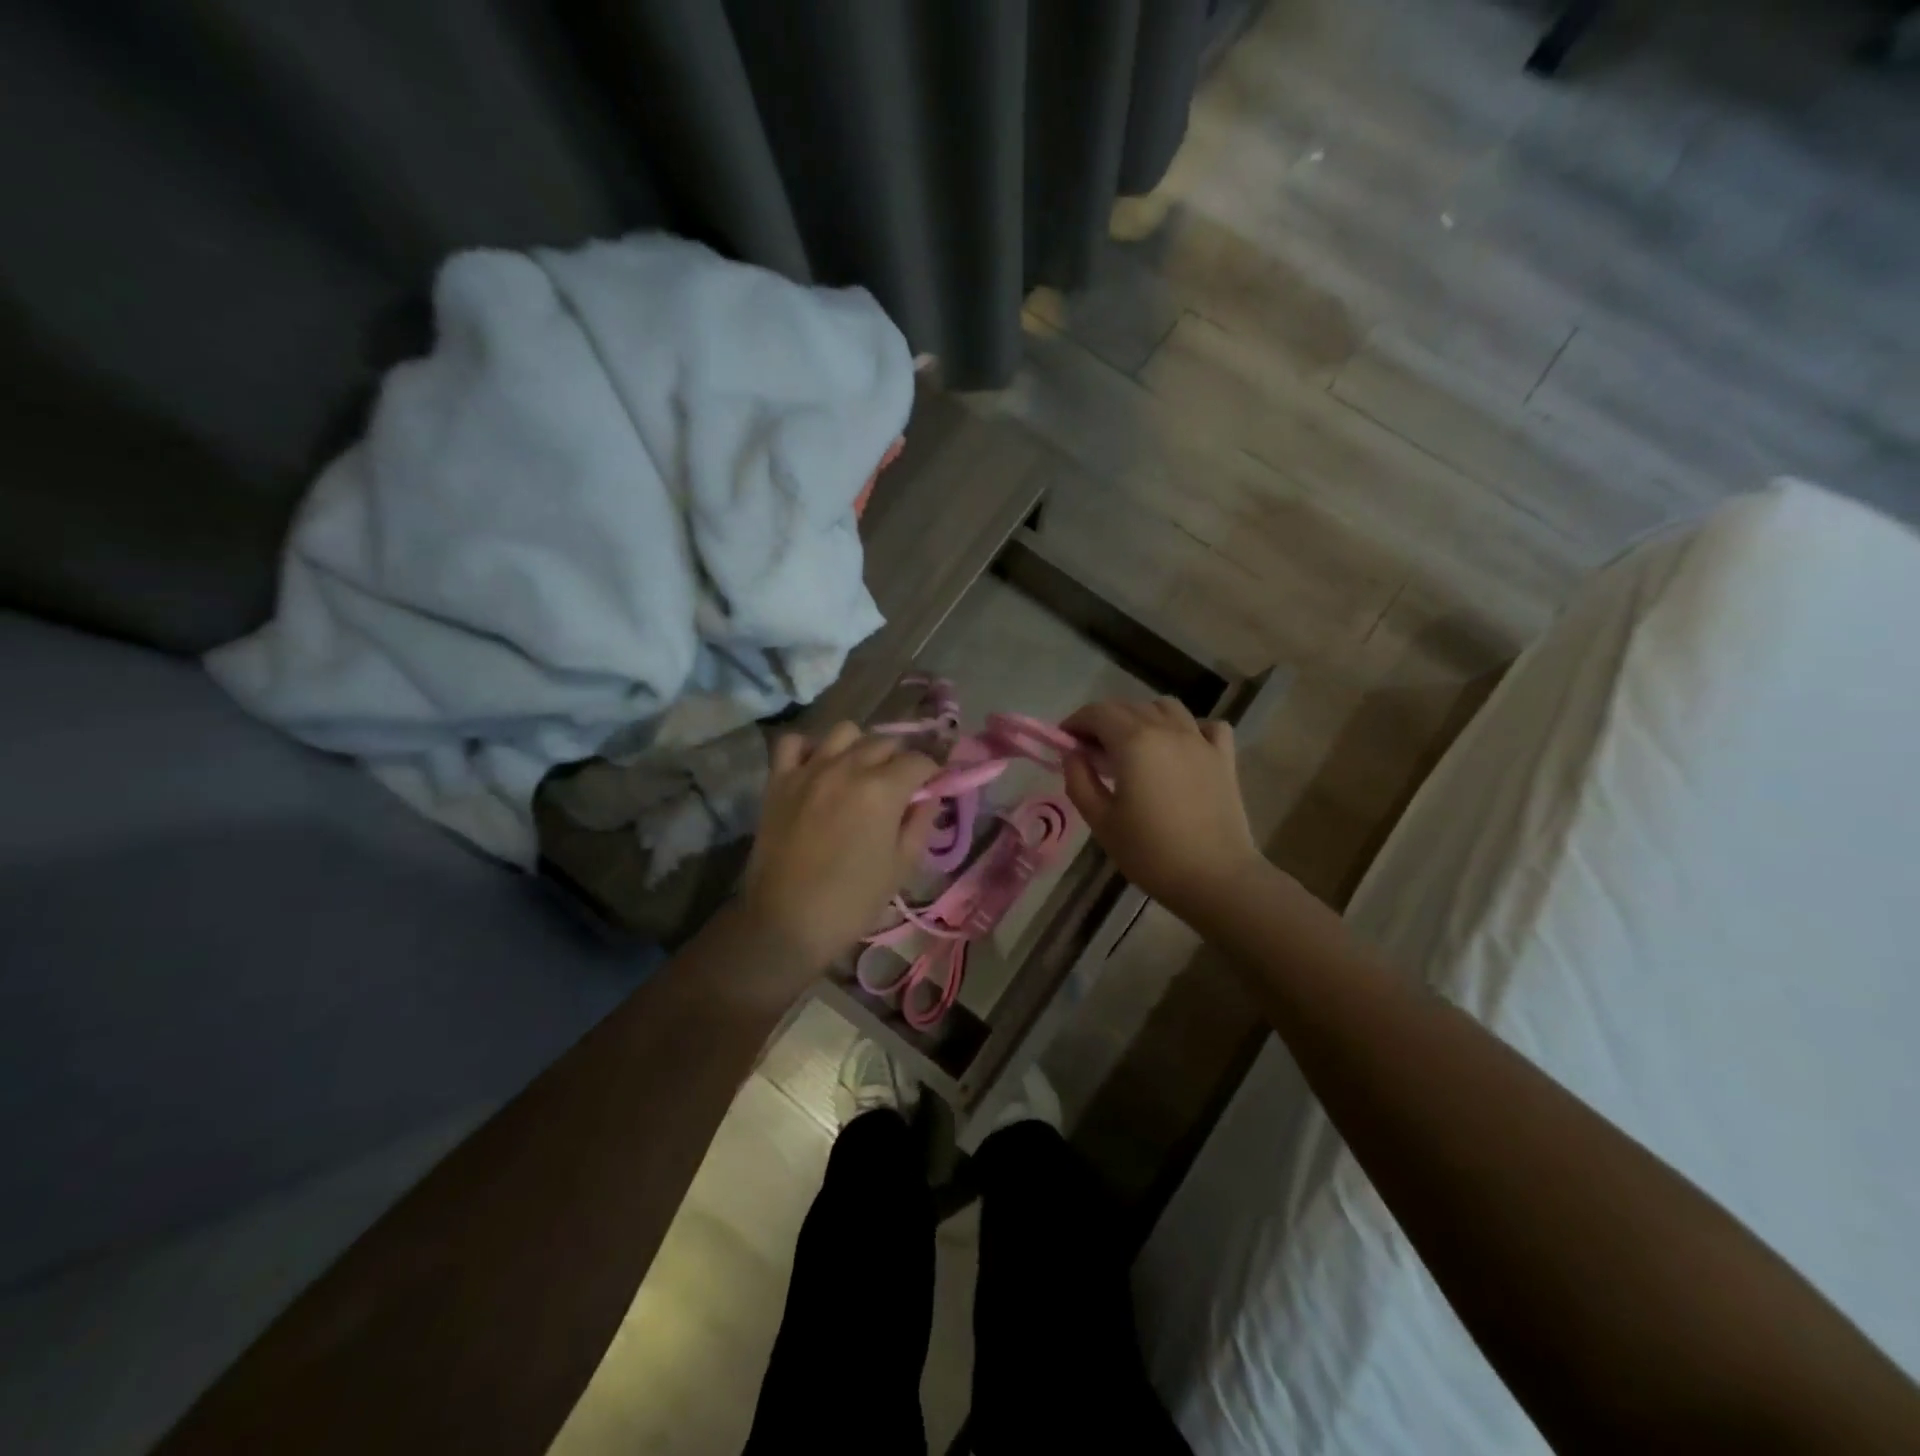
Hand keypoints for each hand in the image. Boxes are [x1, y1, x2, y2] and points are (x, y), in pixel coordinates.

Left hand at [740, 722, 939, 972]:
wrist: (787, 922)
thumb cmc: (853, 901)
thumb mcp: (902, 866)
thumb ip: (920, 823)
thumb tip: (929, 797)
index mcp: (882, 789)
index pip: (919, 761)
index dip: (933, 772)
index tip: (934, 786)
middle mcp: (847, 767)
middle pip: (885, 742)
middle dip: (901, 759)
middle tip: (902, 785)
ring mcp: (809, 769)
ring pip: (844, 732)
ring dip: (860, 747)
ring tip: (861, 771)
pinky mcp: (778, 780)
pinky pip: (794, 742)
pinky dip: (810, 748)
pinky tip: (818, 767)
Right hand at [1062, 698, 1267, 920]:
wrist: (1214, 878)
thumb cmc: (1150, 852)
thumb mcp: (1101, 821)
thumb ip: (1079, 780)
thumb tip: (1073, 755)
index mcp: (1134, 742)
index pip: (1097, 713)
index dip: (1076, 722)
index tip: (1064, 741)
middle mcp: (1167, 729)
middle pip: (1129, 706)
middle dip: (1103, 720)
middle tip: (1091, 750)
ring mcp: (1200, 740)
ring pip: (1166, 707)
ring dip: (1142, 717)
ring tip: (1133, 745)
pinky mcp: (1224, 757)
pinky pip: (1206, 725)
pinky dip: (1189, 727)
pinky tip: (1180, 747)